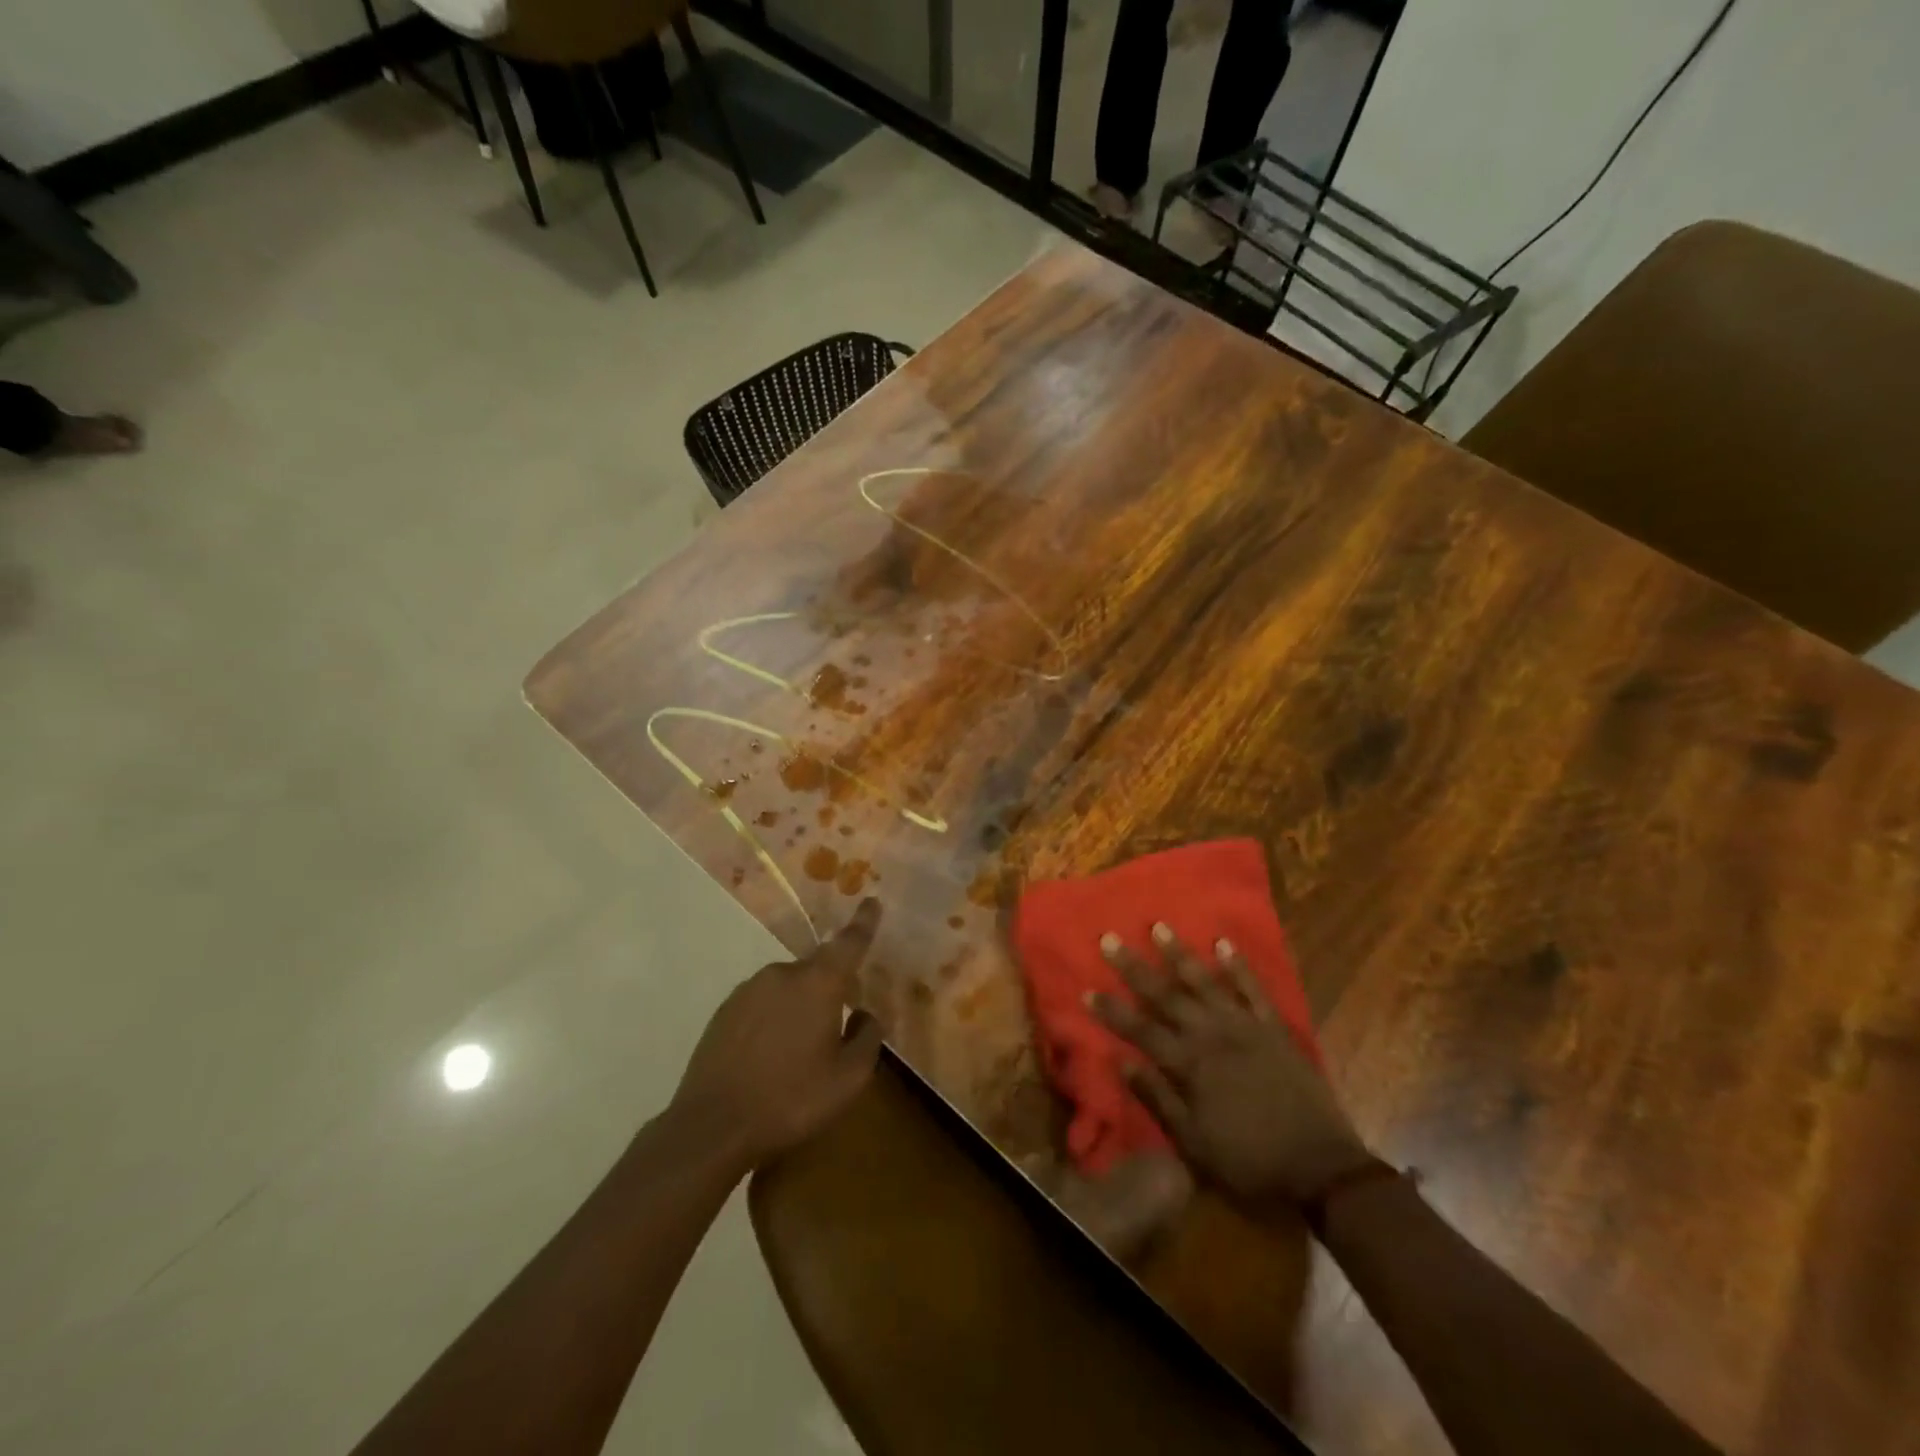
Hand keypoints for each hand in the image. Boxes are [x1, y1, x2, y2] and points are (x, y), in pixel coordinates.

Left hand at [671, 898, 885, 1166]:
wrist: (712, 1127)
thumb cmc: (791, 1100)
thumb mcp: (848, 1080)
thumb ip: (867, 1039)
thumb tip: (864, 1014)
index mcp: (818, 983)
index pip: (849, 943)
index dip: (864, 922)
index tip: (872, 901)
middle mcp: (783, 974)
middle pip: (817, 970)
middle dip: (831, 989)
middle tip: (836, 1025)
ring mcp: (749, 989)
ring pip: (788, 988)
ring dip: (800, 1007)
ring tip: (799, 1051)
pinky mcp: (725, 1010)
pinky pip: (762, 1003)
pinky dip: (773, 1019)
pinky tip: (770, 1056)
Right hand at [1089, 924, 1371, 1208]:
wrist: (1321, 1168)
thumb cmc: (1250, 1160)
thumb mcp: (1194, 1144)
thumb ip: (1157, 1099)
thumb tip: (1122, 1062)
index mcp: (1189, 1065)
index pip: (1140, 1029)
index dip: (1112, 1010)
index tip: (1087, 989)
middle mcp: (1211, 1035)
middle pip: (1165, 995)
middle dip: (1134, 967)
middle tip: (1109, 938)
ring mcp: (1245, 1026)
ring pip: (1205, 981)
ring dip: (1179, 954)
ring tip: (1159, 926)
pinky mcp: (1274, 1028)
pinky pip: (1254, 989)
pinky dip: (1239, 965)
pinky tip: (1224, 943)